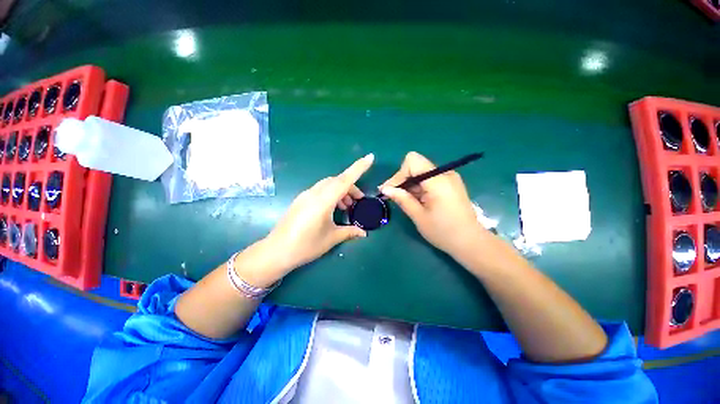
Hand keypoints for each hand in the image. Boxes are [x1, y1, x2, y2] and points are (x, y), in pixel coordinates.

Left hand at [261, 154, 373, 276]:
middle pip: (337, 181)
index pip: (344, 180)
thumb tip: (364, 233)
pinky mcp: (301, 199)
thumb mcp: (331, 238)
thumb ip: (349, 232)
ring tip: (346, 207)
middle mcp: (314, 193)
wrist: (276, 252)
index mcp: (323, 201)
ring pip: (328, 185)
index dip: (358, 168)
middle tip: (358, 201)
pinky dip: (331, 194)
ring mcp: (306, 195)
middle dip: (351, 187)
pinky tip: (333, 208)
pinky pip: (320, 190)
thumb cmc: (306, 245)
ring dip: (341, 191)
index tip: (370, 157)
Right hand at [380, 152, 484, 259]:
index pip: (412, 161)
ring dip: (410, 184)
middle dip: (402, 179)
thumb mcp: (419, 216)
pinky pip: (429, 179)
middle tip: (393, 196)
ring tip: (403, 200)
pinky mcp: (450, 184)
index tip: (390, 190)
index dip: (399, 174)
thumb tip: (385, 189)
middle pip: (416, 165)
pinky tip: (415, 200)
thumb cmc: (443, 232)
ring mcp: (449, 178)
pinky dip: (419, 187)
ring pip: (421, 172)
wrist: (471, 242)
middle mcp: (445, 174)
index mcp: (438, 180)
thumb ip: (402, 199)